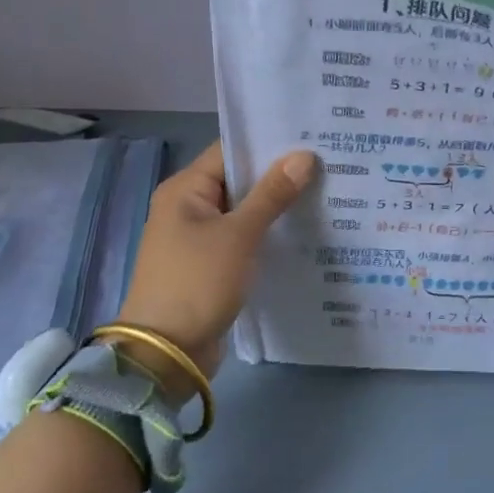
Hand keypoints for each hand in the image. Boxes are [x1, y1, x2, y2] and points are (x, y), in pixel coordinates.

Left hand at [117, 141, 318, 386]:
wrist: (167, 352)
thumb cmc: (198, 282)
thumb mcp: (238, 235)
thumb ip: (271, 194)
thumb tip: (303, 156)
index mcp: (185, 189)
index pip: (229, 152)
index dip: (268, 145)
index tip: (310, 140)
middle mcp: (187, 208)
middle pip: (237, 181)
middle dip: (278, 177)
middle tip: (326, 167)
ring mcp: (197, 239)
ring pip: (242, 213)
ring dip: (275, 208)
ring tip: (324, 196)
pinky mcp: (209, 266)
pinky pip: (241, 240)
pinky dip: (266, 236)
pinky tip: (301, 234)